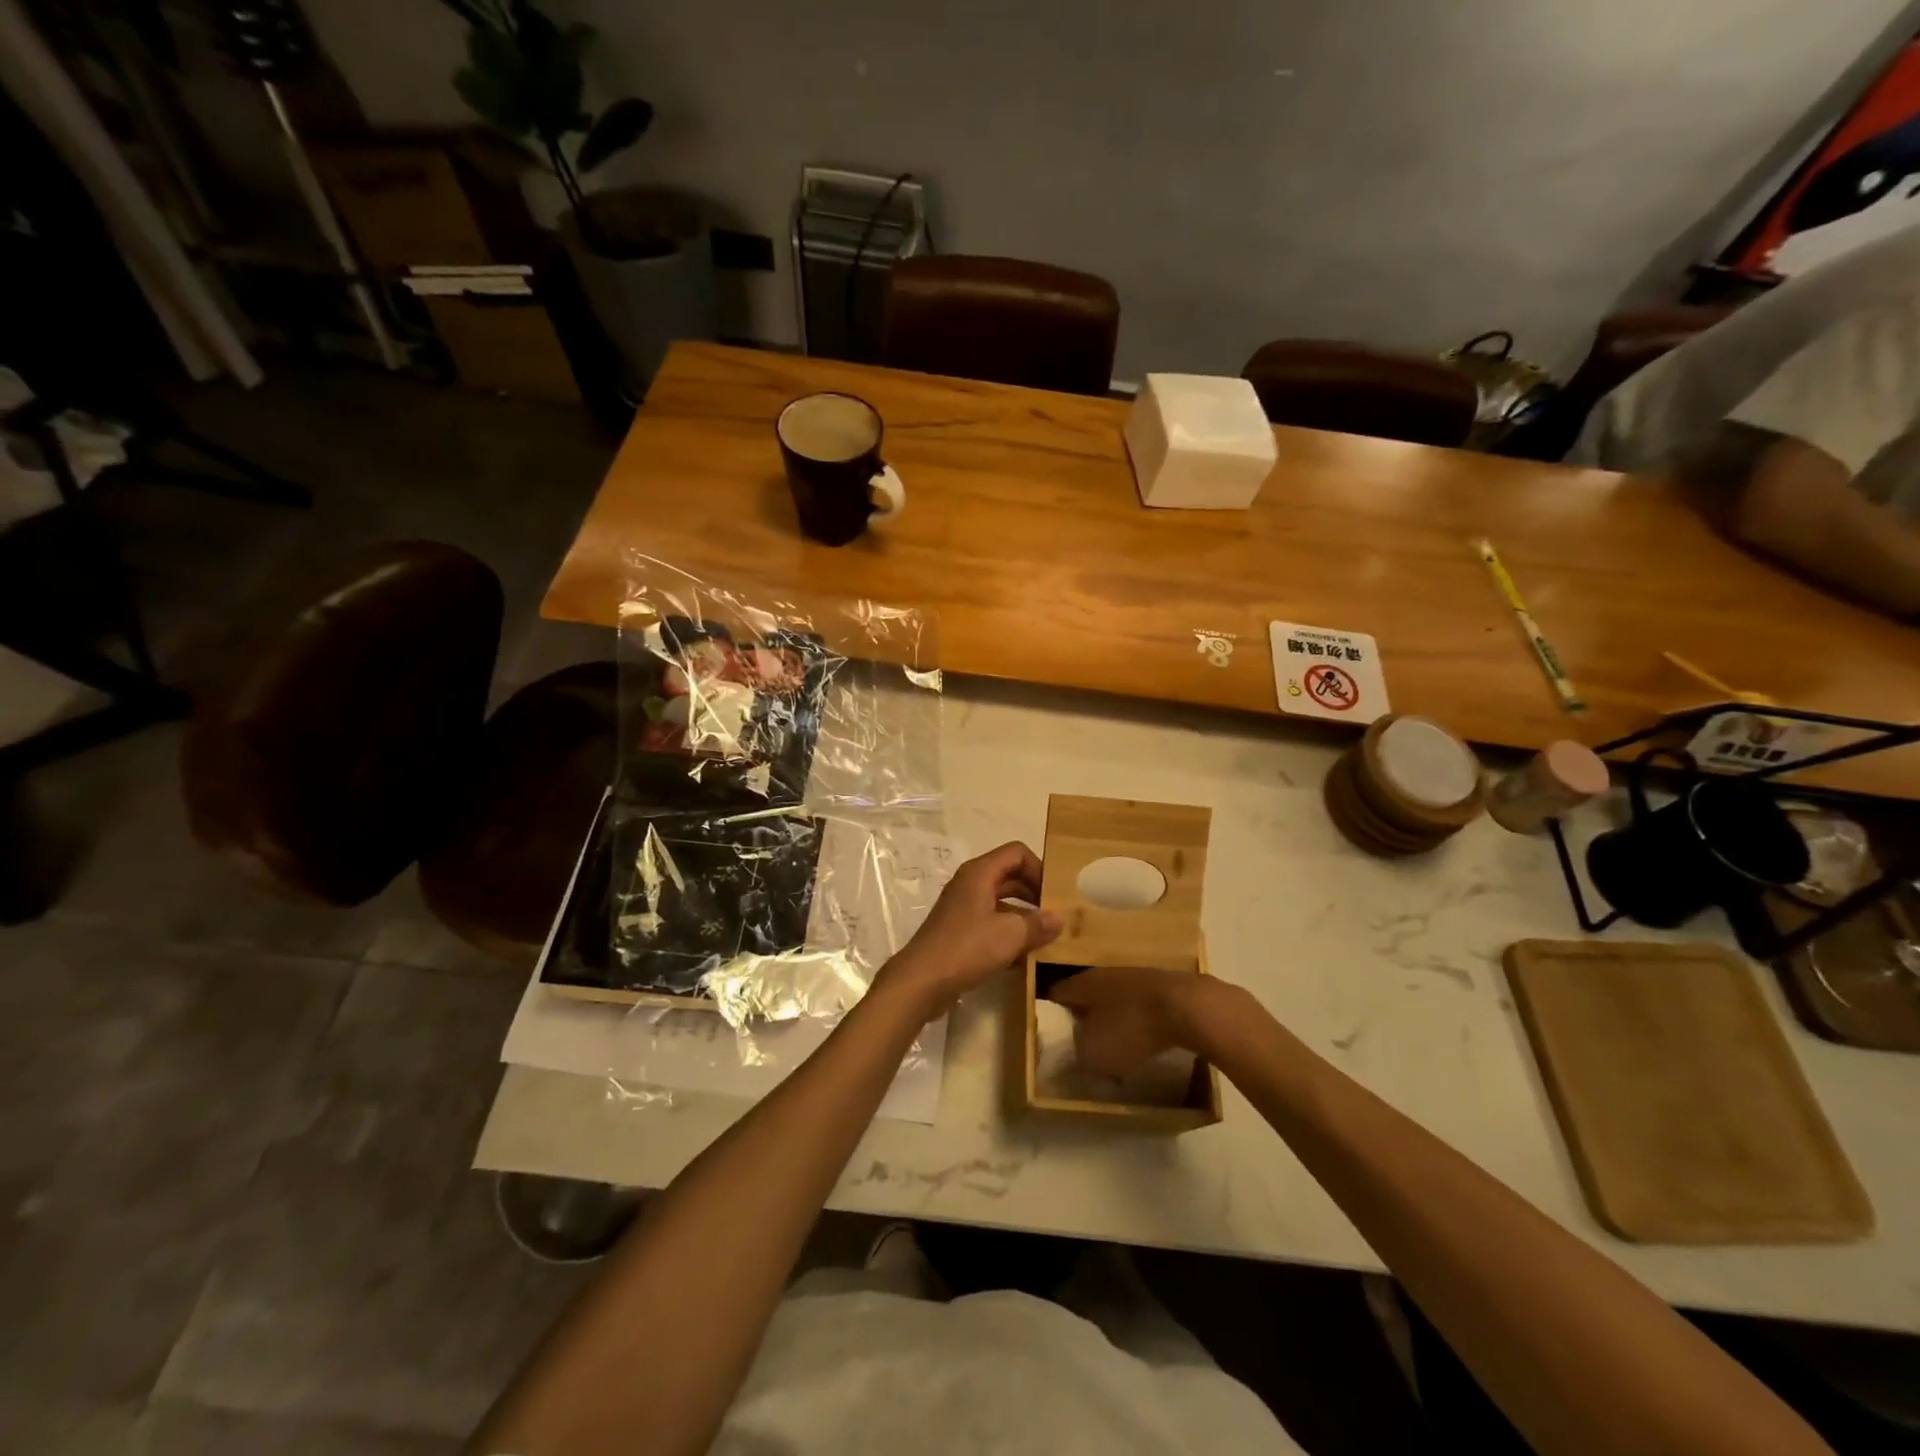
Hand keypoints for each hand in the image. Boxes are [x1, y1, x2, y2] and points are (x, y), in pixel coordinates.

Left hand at [879, 842, 1061, 1015]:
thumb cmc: (967, 947)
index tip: (1054, 895)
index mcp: (980, 873)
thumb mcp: (1010, 934)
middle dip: (1034, 893)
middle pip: (1010, 876)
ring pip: (1001, 902)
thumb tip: (1058, 919)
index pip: (1017, 853)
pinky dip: (1008, 933)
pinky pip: (991, 923)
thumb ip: (1037, 924)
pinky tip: (1025, 957)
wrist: (922, 981)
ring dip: (1024, 916)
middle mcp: (970, 884)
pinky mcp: (959, 931)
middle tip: (1056, 915)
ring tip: (1046, 937)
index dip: (1039, 868)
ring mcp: (963, 908)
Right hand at [1048, 966, 1216, 1076]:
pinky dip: (1140, 1022)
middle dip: (1084, 1019)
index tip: (1054, 1039)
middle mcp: (1105, 973)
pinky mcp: (1163, 986)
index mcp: (1083, 983)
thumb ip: (1077, 1053)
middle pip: (1087, 996)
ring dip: (1114, 1020)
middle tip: (1084, 1046)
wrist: (1190, 1007)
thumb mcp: (1094, 1053)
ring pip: (1115, 1000)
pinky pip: (1141, 1006)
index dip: (1052, 1016)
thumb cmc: (1132, 1028)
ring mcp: (1136, 976)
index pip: (1056, 995)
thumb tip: (1075, 1051)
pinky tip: (1148, 1041)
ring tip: (1118, 1047)